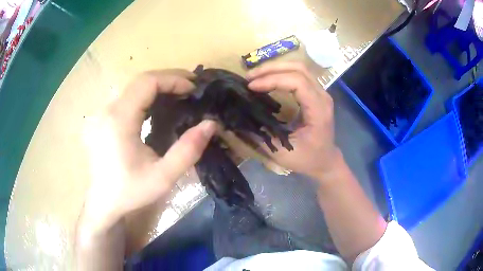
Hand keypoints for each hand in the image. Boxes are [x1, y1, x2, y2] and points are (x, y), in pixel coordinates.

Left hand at [80, 70, 216, 233]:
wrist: (103, 202)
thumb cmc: (130, 192)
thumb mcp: (163, 177)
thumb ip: (188, 150)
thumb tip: (210, 124)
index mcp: (119, 120)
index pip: (147, 82)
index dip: (173, 79)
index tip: (193, 89)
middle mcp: (108, 110)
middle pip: (140, 80)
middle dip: (168, 79)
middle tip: (191, 87)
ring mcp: (103, 113)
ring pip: (133, 87)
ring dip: (158, 86)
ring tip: (179, 94)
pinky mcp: (103, 119)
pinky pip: (127, 98)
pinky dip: (146, 96)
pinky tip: (157, 106)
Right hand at [246, 62, 339, 179]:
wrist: (325, 161)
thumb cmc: (307, 159)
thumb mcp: (283, 153)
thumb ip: (262, 135)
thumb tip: (240, 119)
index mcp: (318, 110)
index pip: (297, 82)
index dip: (273, 80)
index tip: (252, 87)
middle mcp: (322, 96)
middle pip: (299, 68)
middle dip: (271, 68)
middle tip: (249, 76)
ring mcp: (321, 92)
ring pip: (299, 68)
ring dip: (275, 68)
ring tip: (255, 76)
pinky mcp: (316, 93)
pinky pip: (299, 75)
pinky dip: (281, 73)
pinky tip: (267, 79)